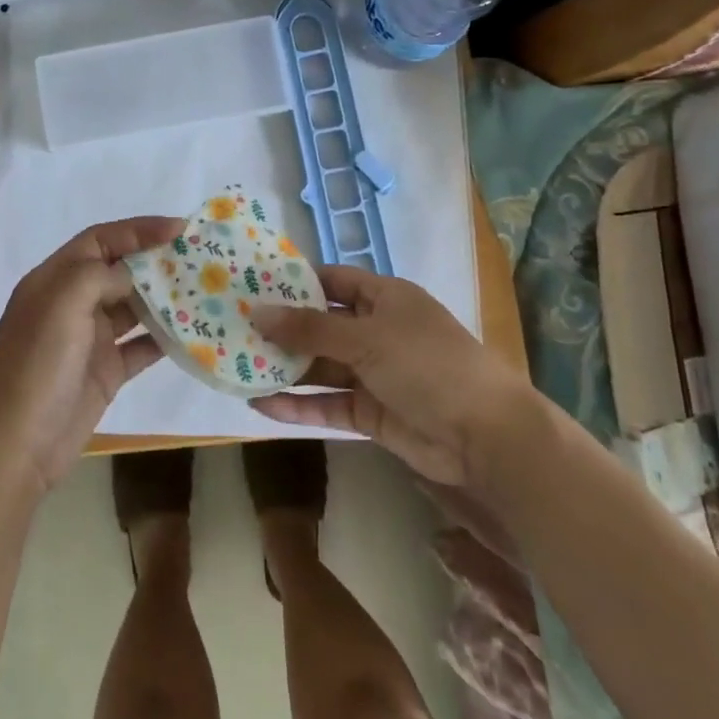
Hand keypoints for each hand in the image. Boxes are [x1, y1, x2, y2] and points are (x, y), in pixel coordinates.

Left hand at [0, 217, 178, 493]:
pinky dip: (165, 338)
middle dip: (156, 260)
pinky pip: (141, 346)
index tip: (179, 228)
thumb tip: (131, 275)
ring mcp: (90, 339)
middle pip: (119, 270)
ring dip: (165, 298)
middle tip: (198, 256)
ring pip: (133, 307)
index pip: (100, 239)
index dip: (138, 229)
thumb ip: (99, 275)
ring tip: (204, 289)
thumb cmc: (36, 365)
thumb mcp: (62, 303)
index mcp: (54, 279)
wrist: (16, 448)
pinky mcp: (106, 372)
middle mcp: (72, 303)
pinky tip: (194, 332)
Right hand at [250, 266, 528, 484]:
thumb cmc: (426, 364)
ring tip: (237, 365)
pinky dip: (298, 404)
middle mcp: (376, 330)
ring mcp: (374, 373)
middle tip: (234, 328)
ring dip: (285, 367)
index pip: (332, 281)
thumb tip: (257, 312)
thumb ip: (309, 329)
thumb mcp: (366, 338)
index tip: (253, 285)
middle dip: (283, 328)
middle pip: (321, 325)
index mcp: (384, 298)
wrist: (484, 436)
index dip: (295, 282)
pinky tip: (260, 404)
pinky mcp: (371, 413)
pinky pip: (328, 403)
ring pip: (321, 365)